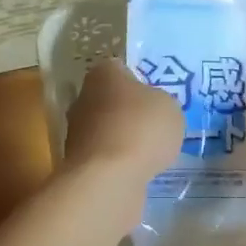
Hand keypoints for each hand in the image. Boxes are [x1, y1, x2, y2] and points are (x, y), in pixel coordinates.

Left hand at [63, 59, 183, 189]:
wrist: (109, 178)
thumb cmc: (141, 128)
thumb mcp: (169, 107)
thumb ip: (161, 102)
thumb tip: (152, 109)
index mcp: (103, 74)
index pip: (120, 68)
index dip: (139, 80)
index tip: (155, 94)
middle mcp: (83, 98)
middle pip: (110, 99)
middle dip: (129, 110)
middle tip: (155, 123)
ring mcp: (76, 132)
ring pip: (106, 128)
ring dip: (124, 137)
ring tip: (150, 151)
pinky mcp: (77, 162)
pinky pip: (105, 155)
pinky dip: (119, 161)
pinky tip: (138, 169)